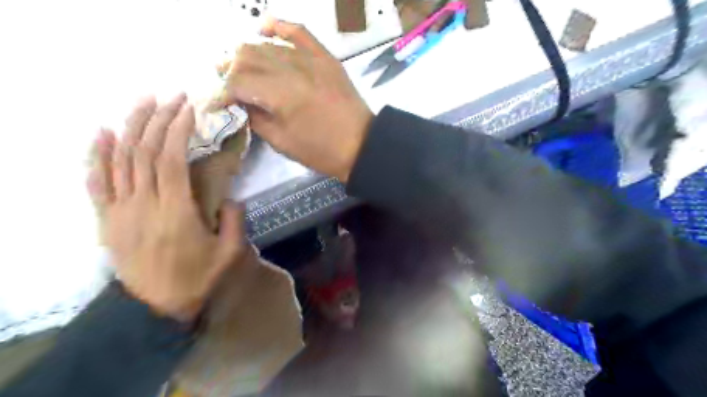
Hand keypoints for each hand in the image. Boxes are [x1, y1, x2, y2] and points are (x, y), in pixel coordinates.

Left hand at [87, 95, 247, 320]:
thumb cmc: (197, 278)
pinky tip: (103, 132)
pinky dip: (97, 154)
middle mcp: (143, 204)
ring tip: (143, 101)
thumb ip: (235, 222)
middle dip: (158, 119)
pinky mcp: (107, 219)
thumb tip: (232, 197)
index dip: (178, 130)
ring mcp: (119, 210)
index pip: (171, 160)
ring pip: (120, 159)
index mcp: (175, 212)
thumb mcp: (229, 253)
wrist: (156, 307)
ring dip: (131, 126)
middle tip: (171, 97)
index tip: (188, 108)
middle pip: (145, 152)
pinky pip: (96, 181)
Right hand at [207, 17, 374, 178]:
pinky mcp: (325, 57)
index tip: (215, 104)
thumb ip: (255, 117)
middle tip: (226, 85)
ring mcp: (310, 59)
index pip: (238, 82)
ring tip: (239, 66)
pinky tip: (264, 29)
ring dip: (248, 54)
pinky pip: (299, 32)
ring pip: (267, 45)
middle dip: (229, 70)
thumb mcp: (282, 142)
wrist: (361, 145)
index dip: (221, 92)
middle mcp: (292, 69)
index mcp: (280, 94)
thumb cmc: (321, 150)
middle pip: (247, 57)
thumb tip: (240, 101)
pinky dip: (278, 27)